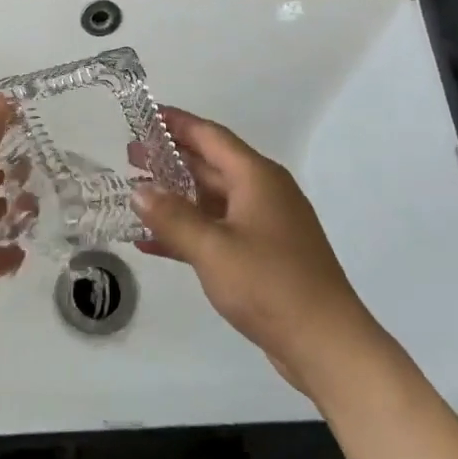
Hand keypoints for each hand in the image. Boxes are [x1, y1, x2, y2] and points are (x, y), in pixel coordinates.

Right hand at [134, 108, 389, 397]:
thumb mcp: (213, 248)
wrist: (326, 344)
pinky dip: (188, 231)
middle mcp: (263, 193)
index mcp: (257, 178)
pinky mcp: (263, 255)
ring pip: (212, 199)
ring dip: (175, 196)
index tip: (143, 114)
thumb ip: (173, 217)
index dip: (177, 123)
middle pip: (210, 164)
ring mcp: (264, 225)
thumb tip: (140, 190)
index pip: (210, 136)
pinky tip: (152, 241)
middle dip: (170, 158)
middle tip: (130, 155)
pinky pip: (217, 230)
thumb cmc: (270, 285)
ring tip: (136, 192)